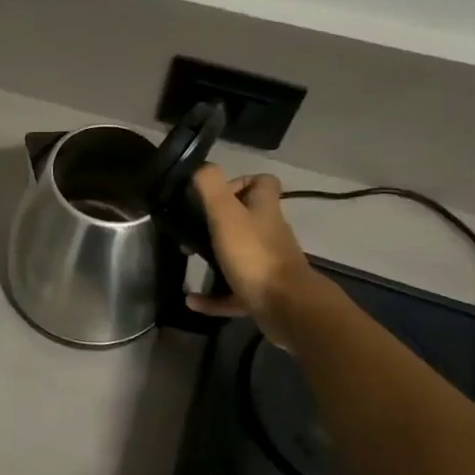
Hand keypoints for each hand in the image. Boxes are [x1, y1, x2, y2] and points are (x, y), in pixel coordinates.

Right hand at [186, 165, 326, 350]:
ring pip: (240, 255)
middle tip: (192, 227)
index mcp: (264, 210)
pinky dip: (212, 296)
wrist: (287, 306)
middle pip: (248, 218)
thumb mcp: (226, 213)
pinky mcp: (263, 293)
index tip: (213, 194)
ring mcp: (267, 264)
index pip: (263, 183)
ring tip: (188, 258)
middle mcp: (269, 233)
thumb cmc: (254, 254)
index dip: (240, 182)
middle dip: (219, 222)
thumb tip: (201, 167)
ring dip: (214, 257)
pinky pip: (233, 292)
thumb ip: (211, 186)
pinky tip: (192, 300)